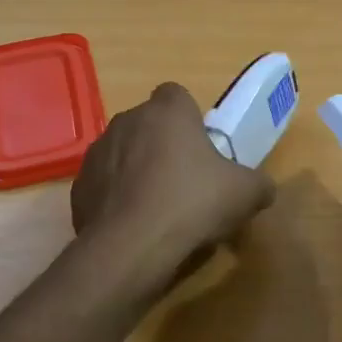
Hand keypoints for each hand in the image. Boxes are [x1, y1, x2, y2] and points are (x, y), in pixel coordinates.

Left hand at [71, 82, 275, 274]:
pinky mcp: (79, 185)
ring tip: (157, 208)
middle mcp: (127, 120)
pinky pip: (104, 184)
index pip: (177, 95)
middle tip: (185, 180)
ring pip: (123, 152)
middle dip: (163, 145)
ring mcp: (97, 151)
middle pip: (149, 124)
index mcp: (167, 110)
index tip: (200, 147)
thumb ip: (258, 184)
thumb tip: (262, 189)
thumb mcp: (245, 194)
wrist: (131, 247)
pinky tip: (132, 225)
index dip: (189, 118)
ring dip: (137, 170)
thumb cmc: (193, 204)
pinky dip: (116, 198)